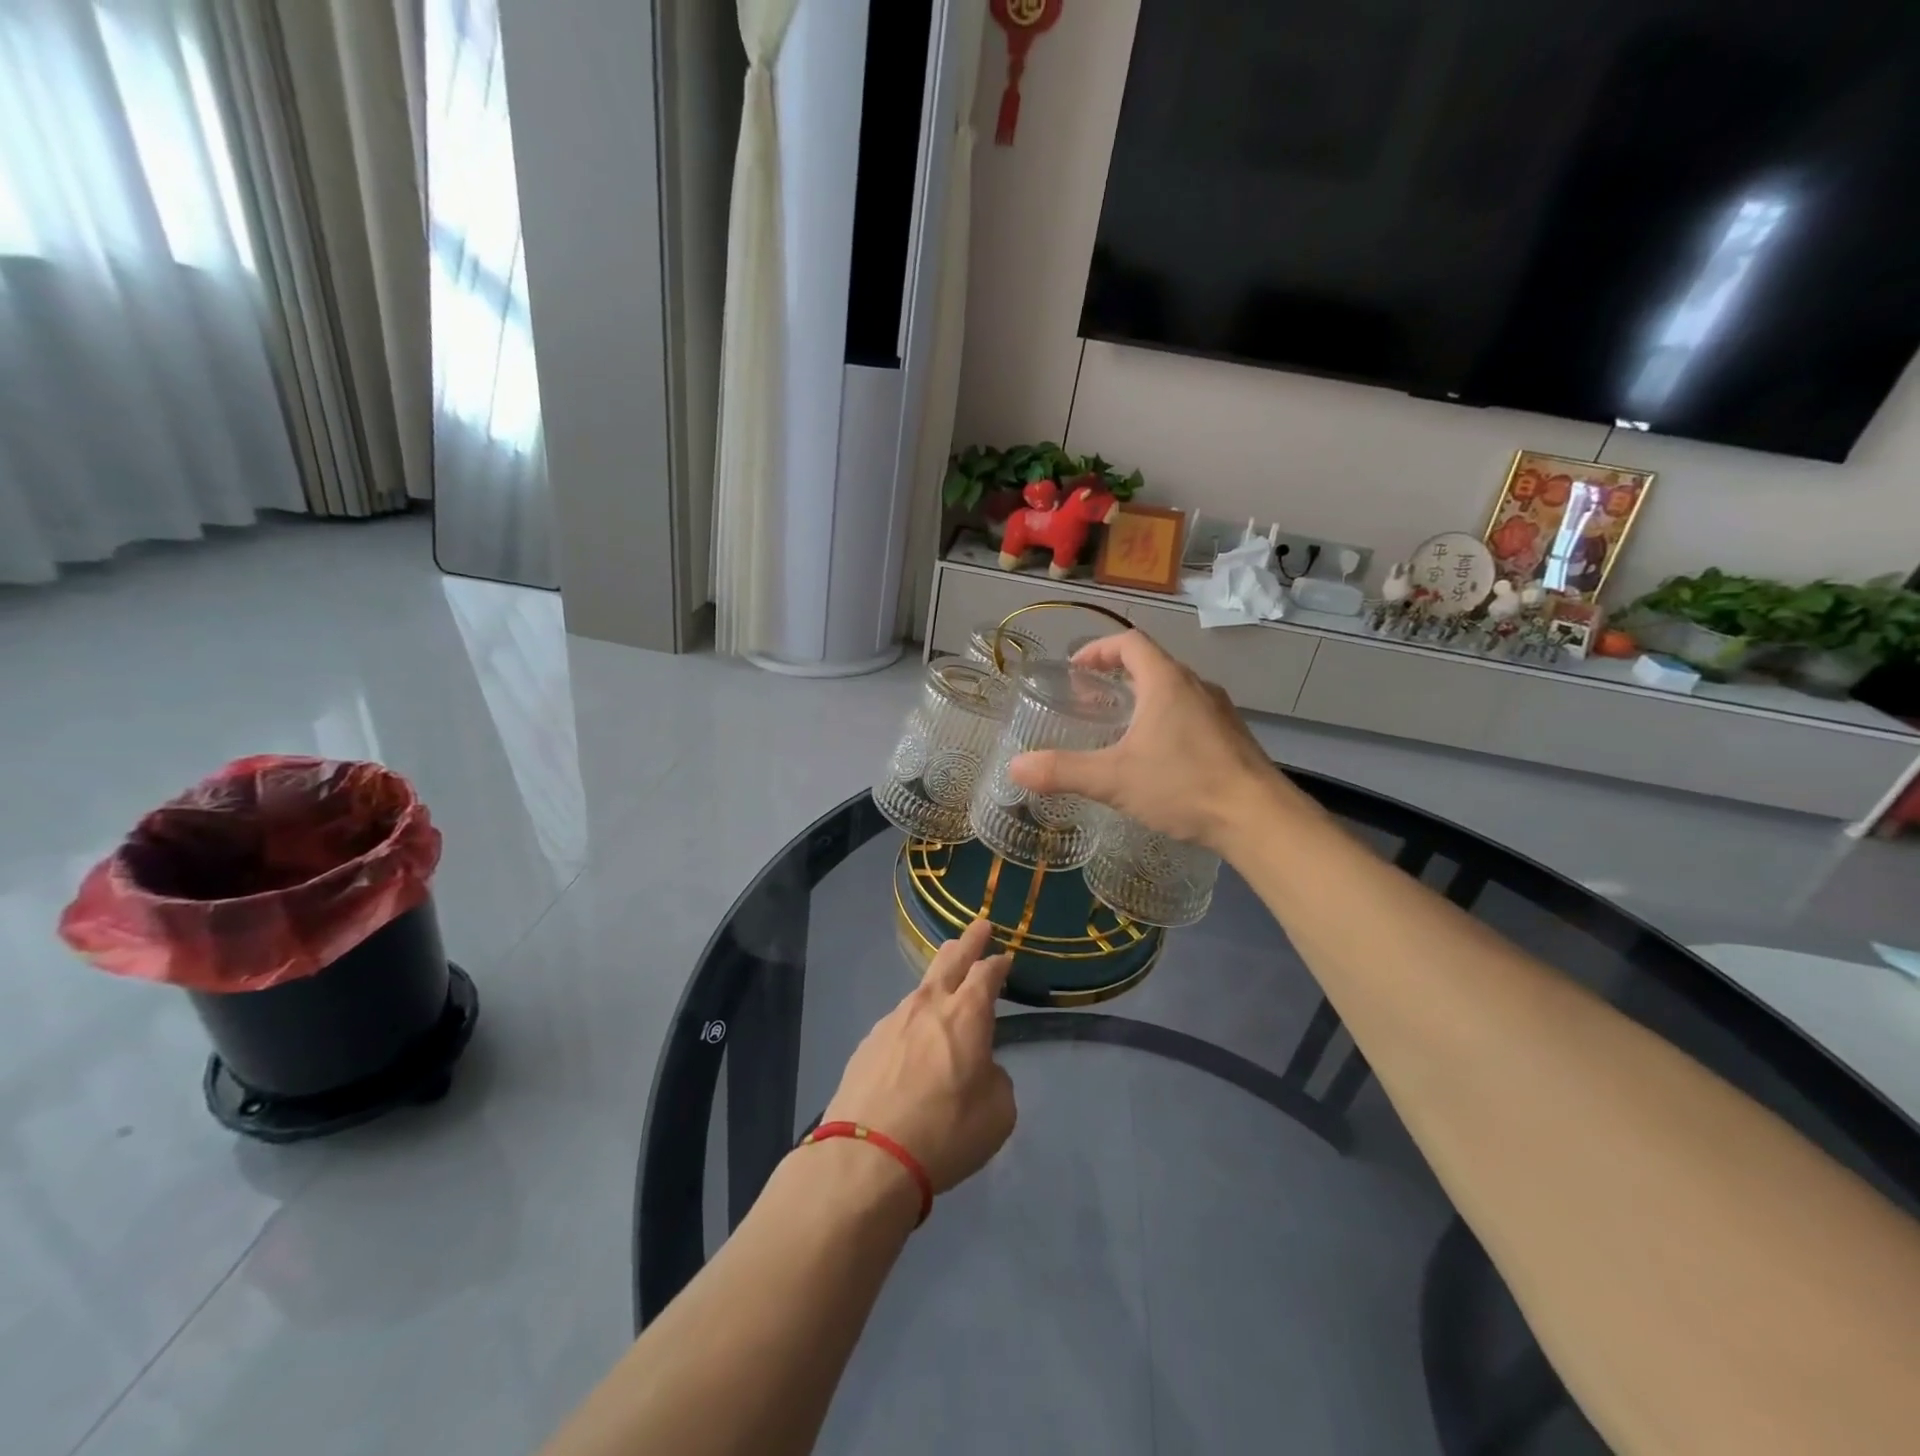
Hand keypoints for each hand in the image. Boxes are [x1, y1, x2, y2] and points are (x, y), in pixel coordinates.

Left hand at [822, 919, 1016, 1194]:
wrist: (867, 1157)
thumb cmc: (945, 1132)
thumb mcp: (997, 1113)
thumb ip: (995, 1079)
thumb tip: (980, 1068)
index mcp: (966, 1014)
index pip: (986, 973)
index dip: (998, 963)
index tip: (1005, 956)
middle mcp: (928, 1006)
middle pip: (950, 960)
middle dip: (968, 942)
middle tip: (979, 927)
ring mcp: (892, 1020)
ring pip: (921, 988)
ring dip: (938, 979)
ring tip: (945, 979)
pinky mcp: (868, 1043)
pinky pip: (899, 1020)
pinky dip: (913, 1019)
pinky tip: (913, 1037)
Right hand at [1008, 629, 1312, 851]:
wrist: (1259, 818)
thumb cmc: (1183, 786)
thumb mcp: (1114, 779)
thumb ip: (1063, 771)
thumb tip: (1015, 767)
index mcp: (1166, 682)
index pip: (1130, 643)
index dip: (1099, 648)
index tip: (1077, 669)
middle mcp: (1196, 686)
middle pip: (1152, 664)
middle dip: (1118, 676)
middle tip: (1091, 701)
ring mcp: (1220, 712)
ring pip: (1174, 691)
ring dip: (1144, 699)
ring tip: (1120, 729)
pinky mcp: (1233, 737)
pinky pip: (1192, 714)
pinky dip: (1167, 720)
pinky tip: (1158, 758)